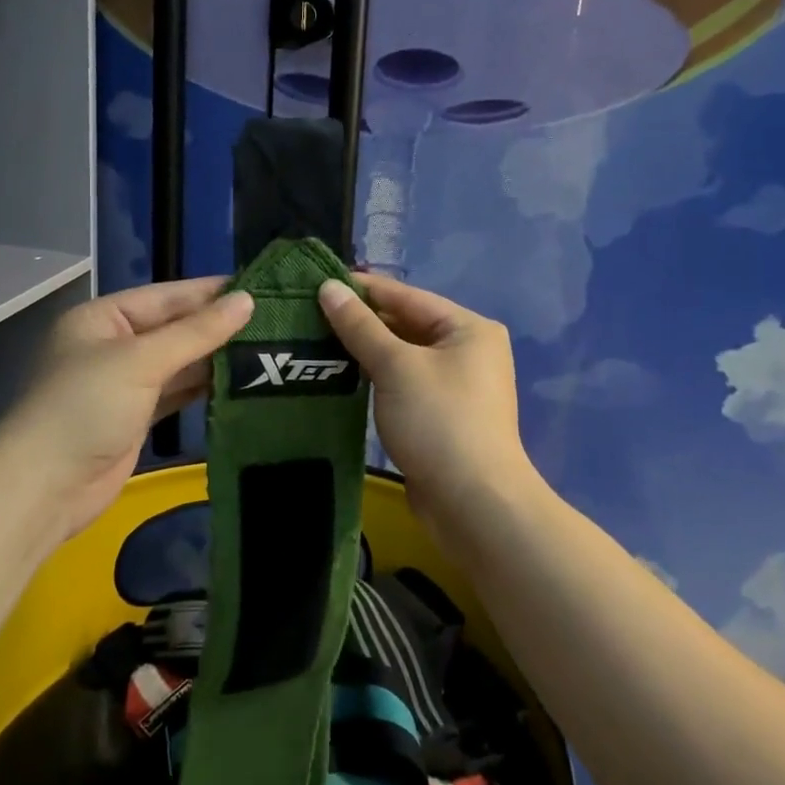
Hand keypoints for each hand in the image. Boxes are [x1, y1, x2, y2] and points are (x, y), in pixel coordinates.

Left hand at [0, 278, 252, 537]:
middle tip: (275, 319)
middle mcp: (114, 345)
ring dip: (216, 357)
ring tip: (268, 346)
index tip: (260, 287)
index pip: (167, 296)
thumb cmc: (86, 407)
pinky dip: (204, 387)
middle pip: (175, 328)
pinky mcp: (137, 417)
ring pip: (179, 362)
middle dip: (218, 326)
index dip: (211, 292)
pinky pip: (178, 392)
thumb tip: (246, 300)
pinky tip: (240, 380)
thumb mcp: (141, 361)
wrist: (45, 488)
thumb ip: (196, 332)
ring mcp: (126, 383)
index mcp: (104, 318)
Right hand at [317, 275, 533, 515]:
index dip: (363, 289)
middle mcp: (468, 350)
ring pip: (403, 356)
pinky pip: (403, 382)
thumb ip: (360, 326)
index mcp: (468, 328)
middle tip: (311, 313)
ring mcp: (456, 385)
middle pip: (407, 324)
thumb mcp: (395, 366)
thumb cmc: (438, 420)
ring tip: (317, 340)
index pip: (407, 297)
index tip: (319, 281)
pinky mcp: (441, 414)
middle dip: (362, 321)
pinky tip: (341, 374)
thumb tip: (328, 287)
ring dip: (366, 350)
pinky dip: (376, 376)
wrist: (473, 502)